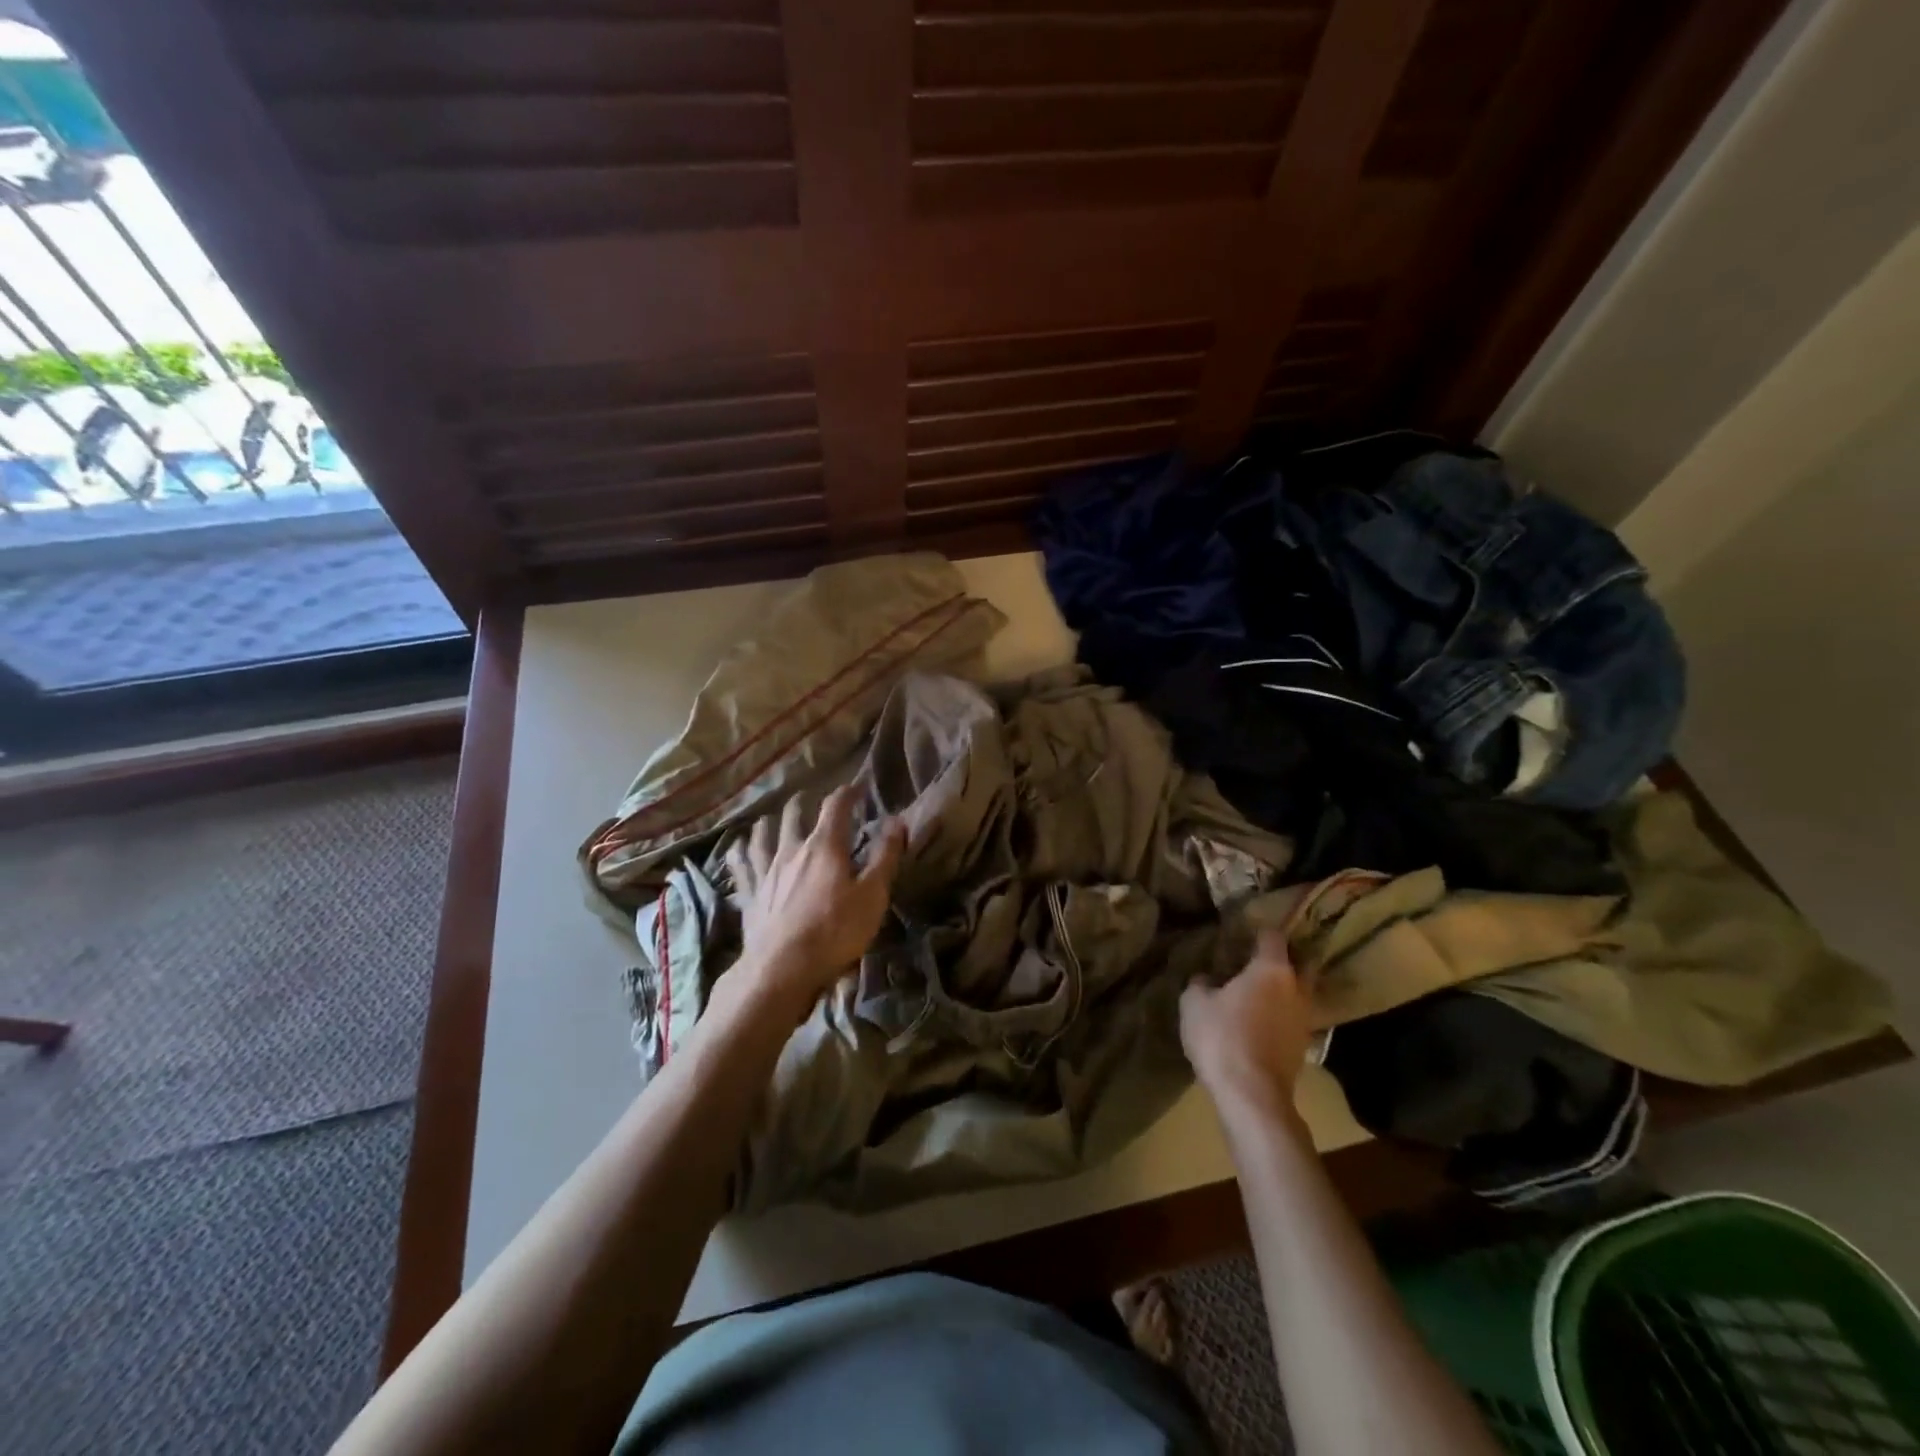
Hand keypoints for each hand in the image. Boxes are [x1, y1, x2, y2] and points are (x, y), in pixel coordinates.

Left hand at [725, 784, 905, 1007]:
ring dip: (770, 822)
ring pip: (763, 836)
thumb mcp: (872, 895)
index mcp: (824, 846)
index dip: (847, 793)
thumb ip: (885, 856)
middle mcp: (791, 850)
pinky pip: (741, 865)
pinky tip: (736, 848)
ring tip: (770, 817)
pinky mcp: (750, 894)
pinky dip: (740, 852)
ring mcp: (766, 872)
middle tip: (810, 800)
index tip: (857, 787)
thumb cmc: (835, 931)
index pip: (835, 807)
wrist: (782, 969)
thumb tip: (896, 820)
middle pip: (794, 816)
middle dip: (804, 804)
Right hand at [1180, 928, 1316, 1116]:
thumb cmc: (1222, 1037)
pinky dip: (1283, 1015)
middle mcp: (1297, 989)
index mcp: (1272, 969)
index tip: (1245, 932)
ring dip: (1286, 990)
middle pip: (1301, 963)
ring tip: (1261, 992)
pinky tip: (1262, 1021)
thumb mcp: (1194, 1003)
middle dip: (1286, 958)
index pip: (1273, 937)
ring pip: (1301, 993)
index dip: (1259, 931)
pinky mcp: (1304, 1047)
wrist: (1252, 1094)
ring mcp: (1305, 1019)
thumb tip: (1207, 980)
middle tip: (1261, 959)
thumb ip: (1201, 984)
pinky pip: (1295, 1018)